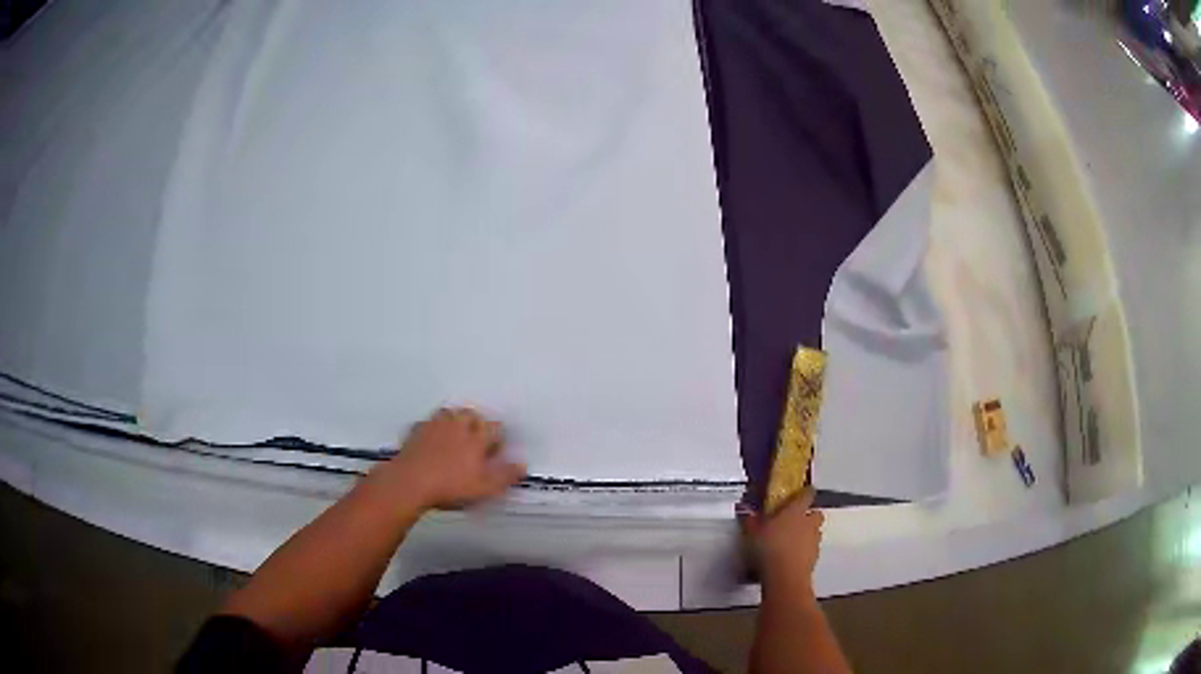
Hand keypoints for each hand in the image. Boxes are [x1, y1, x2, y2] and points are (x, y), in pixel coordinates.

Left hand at [366, 408, 526, 511]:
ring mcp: (435, 425)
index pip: (494, 428)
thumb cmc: (451, 486)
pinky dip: (433, 428)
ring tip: (455, 435)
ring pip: (449, 414)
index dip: (497, 438)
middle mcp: (458, 425)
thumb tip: (523, 465)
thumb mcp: (485, 487)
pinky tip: (431, 439)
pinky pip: (428, 423)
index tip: (495, 450)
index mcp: (477, 437)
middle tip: (476, 440)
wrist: (411, 482)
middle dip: (476, 423)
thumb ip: (506, 475)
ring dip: (454, 421)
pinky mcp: (417, 431)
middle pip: (471, 415)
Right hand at [741, 489, 824, 594]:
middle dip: (809, 515)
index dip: (805, 492)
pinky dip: (804, 550)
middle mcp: (809, 523)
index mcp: (796, 511)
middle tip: (795, 520)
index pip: (807, 494)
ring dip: (807, 533)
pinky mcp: (815, 557)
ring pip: (815, 531)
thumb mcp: (752, 533)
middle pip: (816, 513)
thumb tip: (745, 511)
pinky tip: (791, 556)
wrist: (785, 577)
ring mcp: (814, 541)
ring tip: (791, 541)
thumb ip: (750, 520)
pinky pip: (812, 548)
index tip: (801, 492)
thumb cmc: (769, 549)